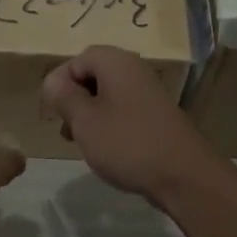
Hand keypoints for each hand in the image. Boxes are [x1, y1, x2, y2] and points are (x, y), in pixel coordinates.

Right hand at [40, 45, 222, 203]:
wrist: (183, 175)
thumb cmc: (126, 143)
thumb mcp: (84, 120)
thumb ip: (64, 96)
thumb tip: (53, 81)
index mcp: (115, 62)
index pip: (76, 61)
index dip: (60, 84)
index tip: (54, 113)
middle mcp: (134, 70)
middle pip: (92, 76)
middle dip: (74, 101)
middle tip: (66, 129)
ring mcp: (148, 93)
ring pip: (107, 96)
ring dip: (90, 115)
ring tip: (82, 143)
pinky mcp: (156, 115)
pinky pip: (123, 111)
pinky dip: (109, 125)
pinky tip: (106, 149)